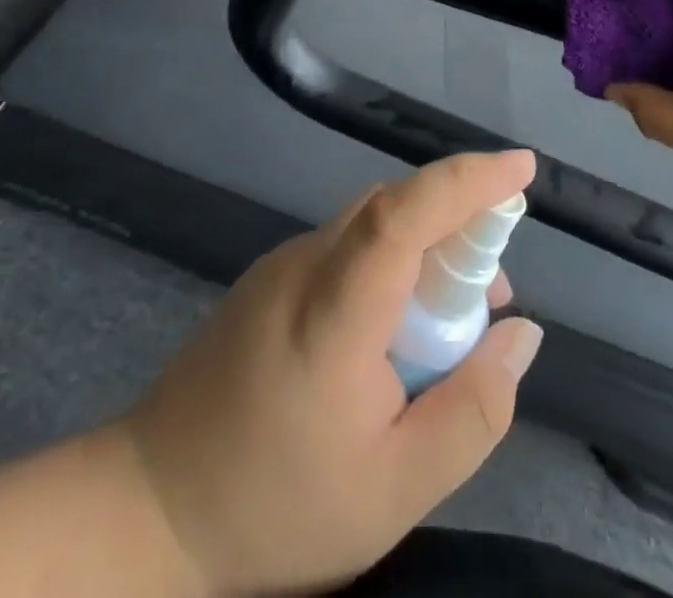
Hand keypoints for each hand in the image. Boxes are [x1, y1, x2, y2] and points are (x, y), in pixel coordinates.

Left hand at [120, 151, 542, 596]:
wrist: (149, 506)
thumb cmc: (277, 504)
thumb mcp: (396, 488)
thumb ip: (473, 410)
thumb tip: (522, 334)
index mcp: (334, 309)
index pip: (405, 213)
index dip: (467, 180)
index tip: (522, 167)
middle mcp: (307, 264)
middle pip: (396, 207)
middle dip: (461, 221)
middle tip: (497, 289)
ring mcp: (282, 264)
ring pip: (373, 224)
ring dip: (426, 246)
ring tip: (455, 319)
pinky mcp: (269, 277)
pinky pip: (348, 245)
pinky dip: (390, 262)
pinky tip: (396, 328)